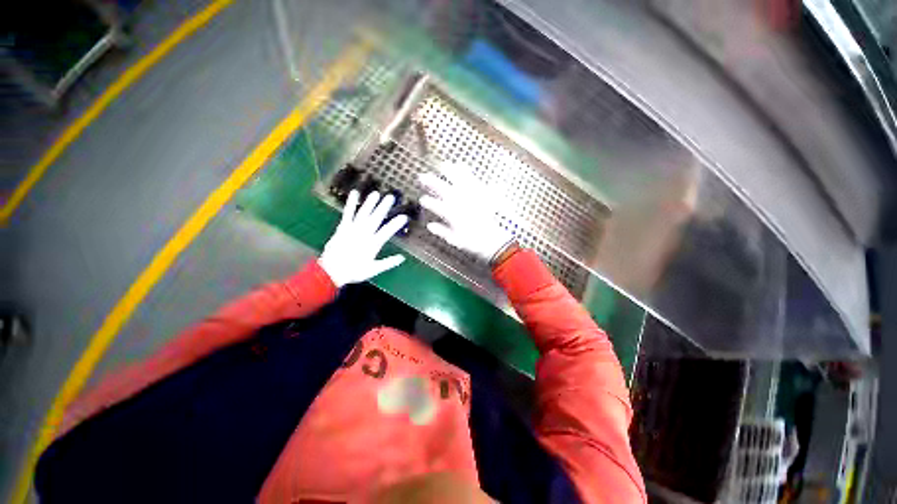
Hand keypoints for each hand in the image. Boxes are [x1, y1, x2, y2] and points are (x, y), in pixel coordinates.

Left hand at [319, 190, 407, 287]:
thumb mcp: (373, 269)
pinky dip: (351, 203)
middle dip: (384, 207)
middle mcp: (364, 234)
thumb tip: (402, 258)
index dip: (396, 223)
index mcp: (373, 244)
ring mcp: (353, 229)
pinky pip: (348, 213)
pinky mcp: (343, 227)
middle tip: (391, 197)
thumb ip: (388, 263)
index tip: (404, 217)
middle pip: (376, 218)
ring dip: (370, 203)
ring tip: (376, 194)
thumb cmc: (353, 272)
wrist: (331, 271)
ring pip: (363, 214)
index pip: (387, 231)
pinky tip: (355, 193)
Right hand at [418, 162, 513, 262]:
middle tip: (423, 176)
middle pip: (444, 191)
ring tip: (443, 165)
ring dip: (449, 174)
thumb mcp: (455, 240)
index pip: (437, 206)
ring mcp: (471, 198)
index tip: (422, 199)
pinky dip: (467, 173)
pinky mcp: (481, 195)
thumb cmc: (473, 242)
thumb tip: (430, 226)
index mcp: (453, 215)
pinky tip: (462, 166)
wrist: (493, 240)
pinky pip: (473, 181)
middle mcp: (460, 204)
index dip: (429, 202)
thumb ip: (442, 231)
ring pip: (457, 183)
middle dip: (433, 183)